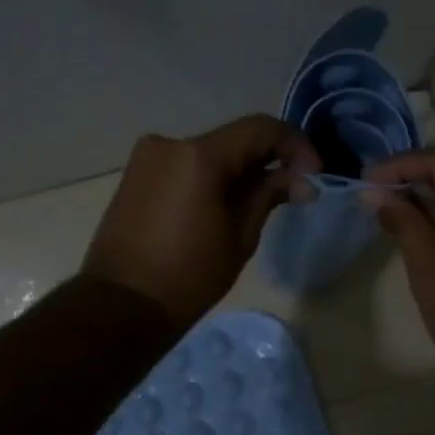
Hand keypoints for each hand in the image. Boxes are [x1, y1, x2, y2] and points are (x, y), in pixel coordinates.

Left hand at [84, 115, 319, 325]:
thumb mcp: (240, 235)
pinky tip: (224, 205)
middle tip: (293, 189)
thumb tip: (301, 181)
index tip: (314, 173)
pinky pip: (185, 167)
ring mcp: (147, 158)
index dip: (295, 145)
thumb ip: (269, 195)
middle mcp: (170, 144)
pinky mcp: (135, 176)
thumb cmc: (188, 275)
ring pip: (209, 153)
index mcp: (199, 155)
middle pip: (233, 140)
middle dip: (267, 160)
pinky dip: (210, 178)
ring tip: (260, 203)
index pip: (260, 129)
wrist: (120, 306)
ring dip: (238, 170)